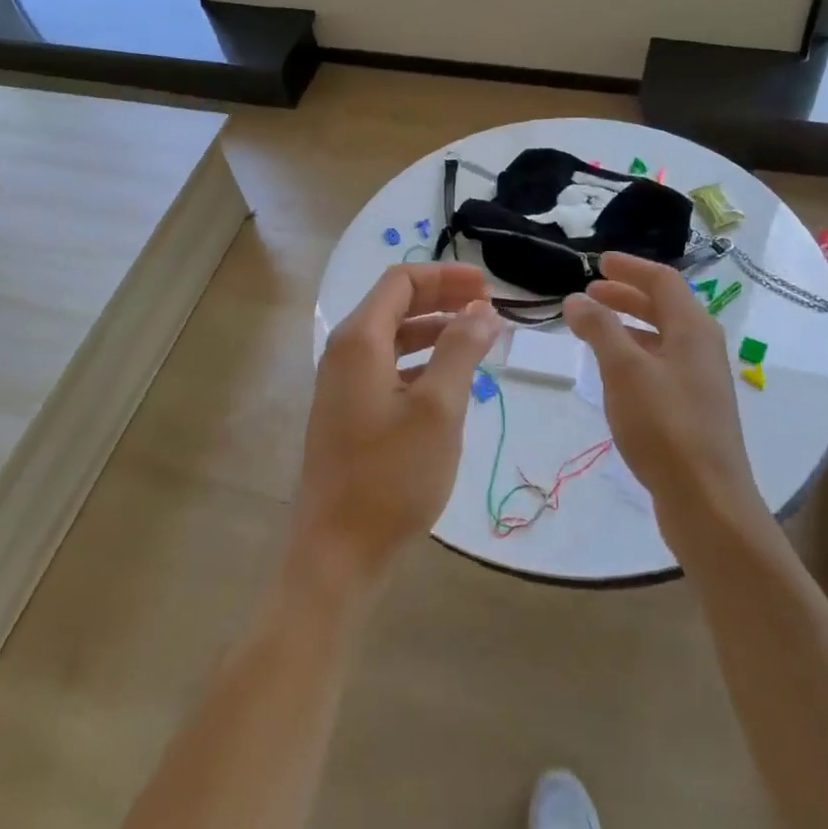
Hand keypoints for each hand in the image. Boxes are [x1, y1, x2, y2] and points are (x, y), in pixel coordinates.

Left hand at [294, 264, 502, 586]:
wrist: (339, 552)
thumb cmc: (392, 476)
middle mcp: (344, 353)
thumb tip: (482, 309)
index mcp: (359, 340)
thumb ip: (461, 350)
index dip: (445, 276)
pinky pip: (389, 368)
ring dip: (435, 330)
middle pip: (395, 305)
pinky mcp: (350, 412)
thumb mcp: (438, 409)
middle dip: (443, 298)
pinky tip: (451, 379)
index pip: (400, 281)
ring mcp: (343, 385)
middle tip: (489, 306)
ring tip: (479, 338)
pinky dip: (422, 361)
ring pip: (393, 338)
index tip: (487, 286)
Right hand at [564, 253, 766, 523]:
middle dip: (626, 296)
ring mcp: (701, 380)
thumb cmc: (664, 425)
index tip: (598, 262)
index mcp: (693, 329)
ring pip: (662, 337)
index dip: (630, 268)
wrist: (706, 500)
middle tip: (589, 293)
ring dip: (628, 326)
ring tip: (594, 329)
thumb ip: (600, 329)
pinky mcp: (694, 409)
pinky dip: (635, 355)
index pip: (663, 281)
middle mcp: (702, 347)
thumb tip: (576, 299)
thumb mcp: (624, 370)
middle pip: (664, 307)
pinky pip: (661, 365)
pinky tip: (614, 373)